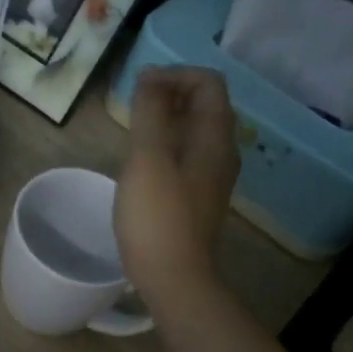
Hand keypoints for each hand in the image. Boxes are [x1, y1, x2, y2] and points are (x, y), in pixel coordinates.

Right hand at [114, 66, 239, 311]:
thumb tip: (150, 76)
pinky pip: (185, 154)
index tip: (139, 87)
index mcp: (215, 137)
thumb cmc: (157, 215)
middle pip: (203, 104)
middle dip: (168, 93)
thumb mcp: (148, 158)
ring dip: (164, 119)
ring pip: (193, 130)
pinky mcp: (196, 196)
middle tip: (132, 106)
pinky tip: (139, 162)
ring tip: (131, 130)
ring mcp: (210, 176)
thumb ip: (150, 112)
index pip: (208, 83)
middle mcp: (221, 151)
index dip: (174, 74)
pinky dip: (164, 144)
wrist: (173, 277)